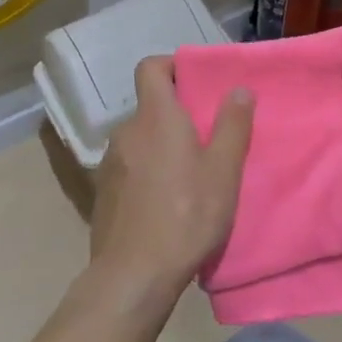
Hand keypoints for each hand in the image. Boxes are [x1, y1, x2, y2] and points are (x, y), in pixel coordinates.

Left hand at [88, 57, 253, 304]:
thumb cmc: (187, 216)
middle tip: (207, 137)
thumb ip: (233, 125)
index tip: (196, 82)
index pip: (151, 67)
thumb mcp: (223, 171)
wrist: (134, 274)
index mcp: (156, 117)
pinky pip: (130, 166)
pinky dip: (147, 171)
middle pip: (150, 106)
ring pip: (140, 139)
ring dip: (162, 146)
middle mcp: (126, 132)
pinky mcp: (103, 192)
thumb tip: (238, 88)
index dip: (172, 66)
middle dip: (176, 115)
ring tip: (189, 174)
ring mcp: (110, 163)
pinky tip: (165, 201)